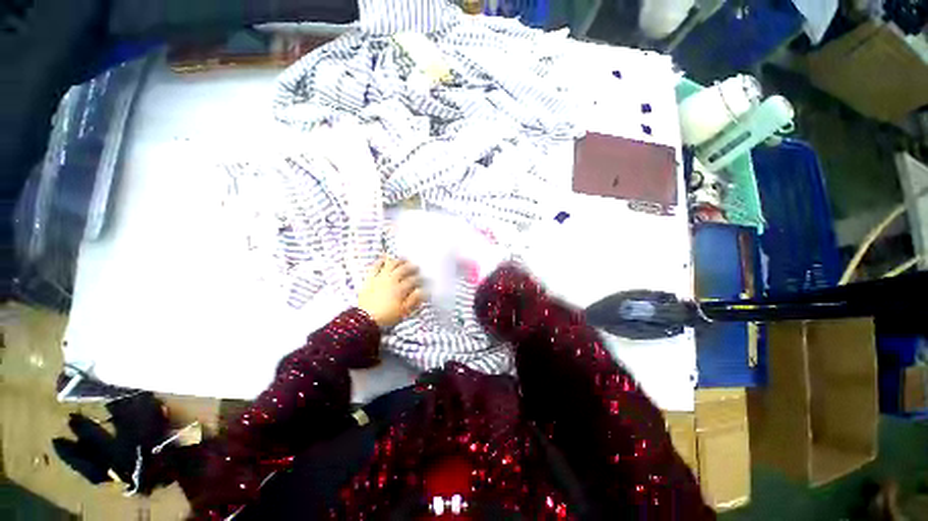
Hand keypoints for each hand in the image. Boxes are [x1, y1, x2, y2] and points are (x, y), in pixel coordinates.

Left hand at [358, 257, 424, 327]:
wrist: (366, 320)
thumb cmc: (387, 316)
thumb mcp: (404, 311)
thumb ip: (414, 300)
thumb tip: (423, 291)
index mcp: (401, 289)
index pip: (413, 280)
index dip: (419, 278)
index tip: (423, 279)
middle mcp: (391, 280)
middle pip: (403, 270)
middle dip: (411, 267)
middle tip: (416, 266)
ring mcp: (380, 278)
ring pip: (390, 265)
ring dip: (398, 261)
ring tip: (403, 260)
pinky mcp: (370, 279)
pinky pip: (375, 267)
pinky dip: (380, 262)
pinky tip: (384, 259)